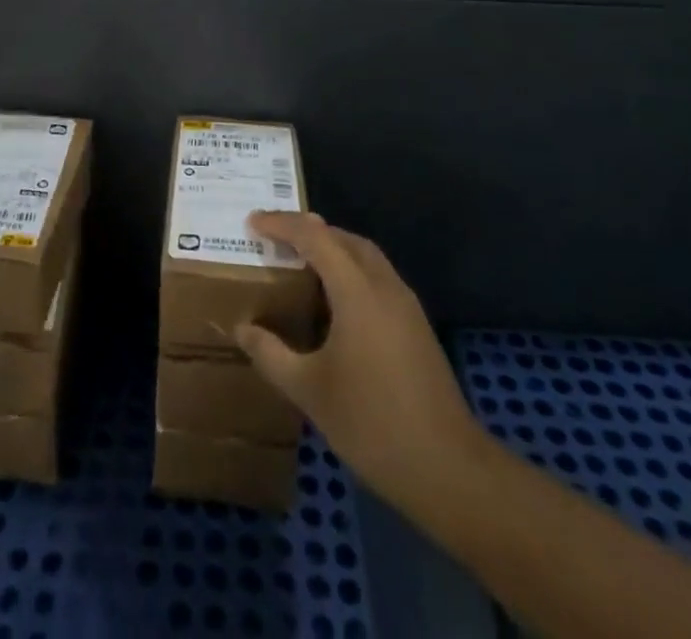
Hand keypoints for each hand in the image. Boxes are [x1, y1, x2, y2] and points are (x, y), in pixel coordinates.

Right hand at [237, 211, 485, 504]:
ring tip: (300, 261)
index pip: (315, 237)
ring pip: (365, 256)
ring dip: (333, 248)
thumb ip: (271, 354)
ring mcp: (406, 305)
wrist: (447, 468)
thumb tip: (242, 328)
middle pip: (344, 238)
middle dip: (309, 230)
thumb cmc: (371, 423)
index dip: (282, 224)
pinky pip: (377, 277)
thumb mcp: (309, 390)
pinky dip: (350, 271)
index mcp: (357, 291)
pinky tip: (334, 301)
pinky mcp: (416, 326)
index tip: (253, 222)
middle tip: (275, 237)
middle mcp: (384, 286)